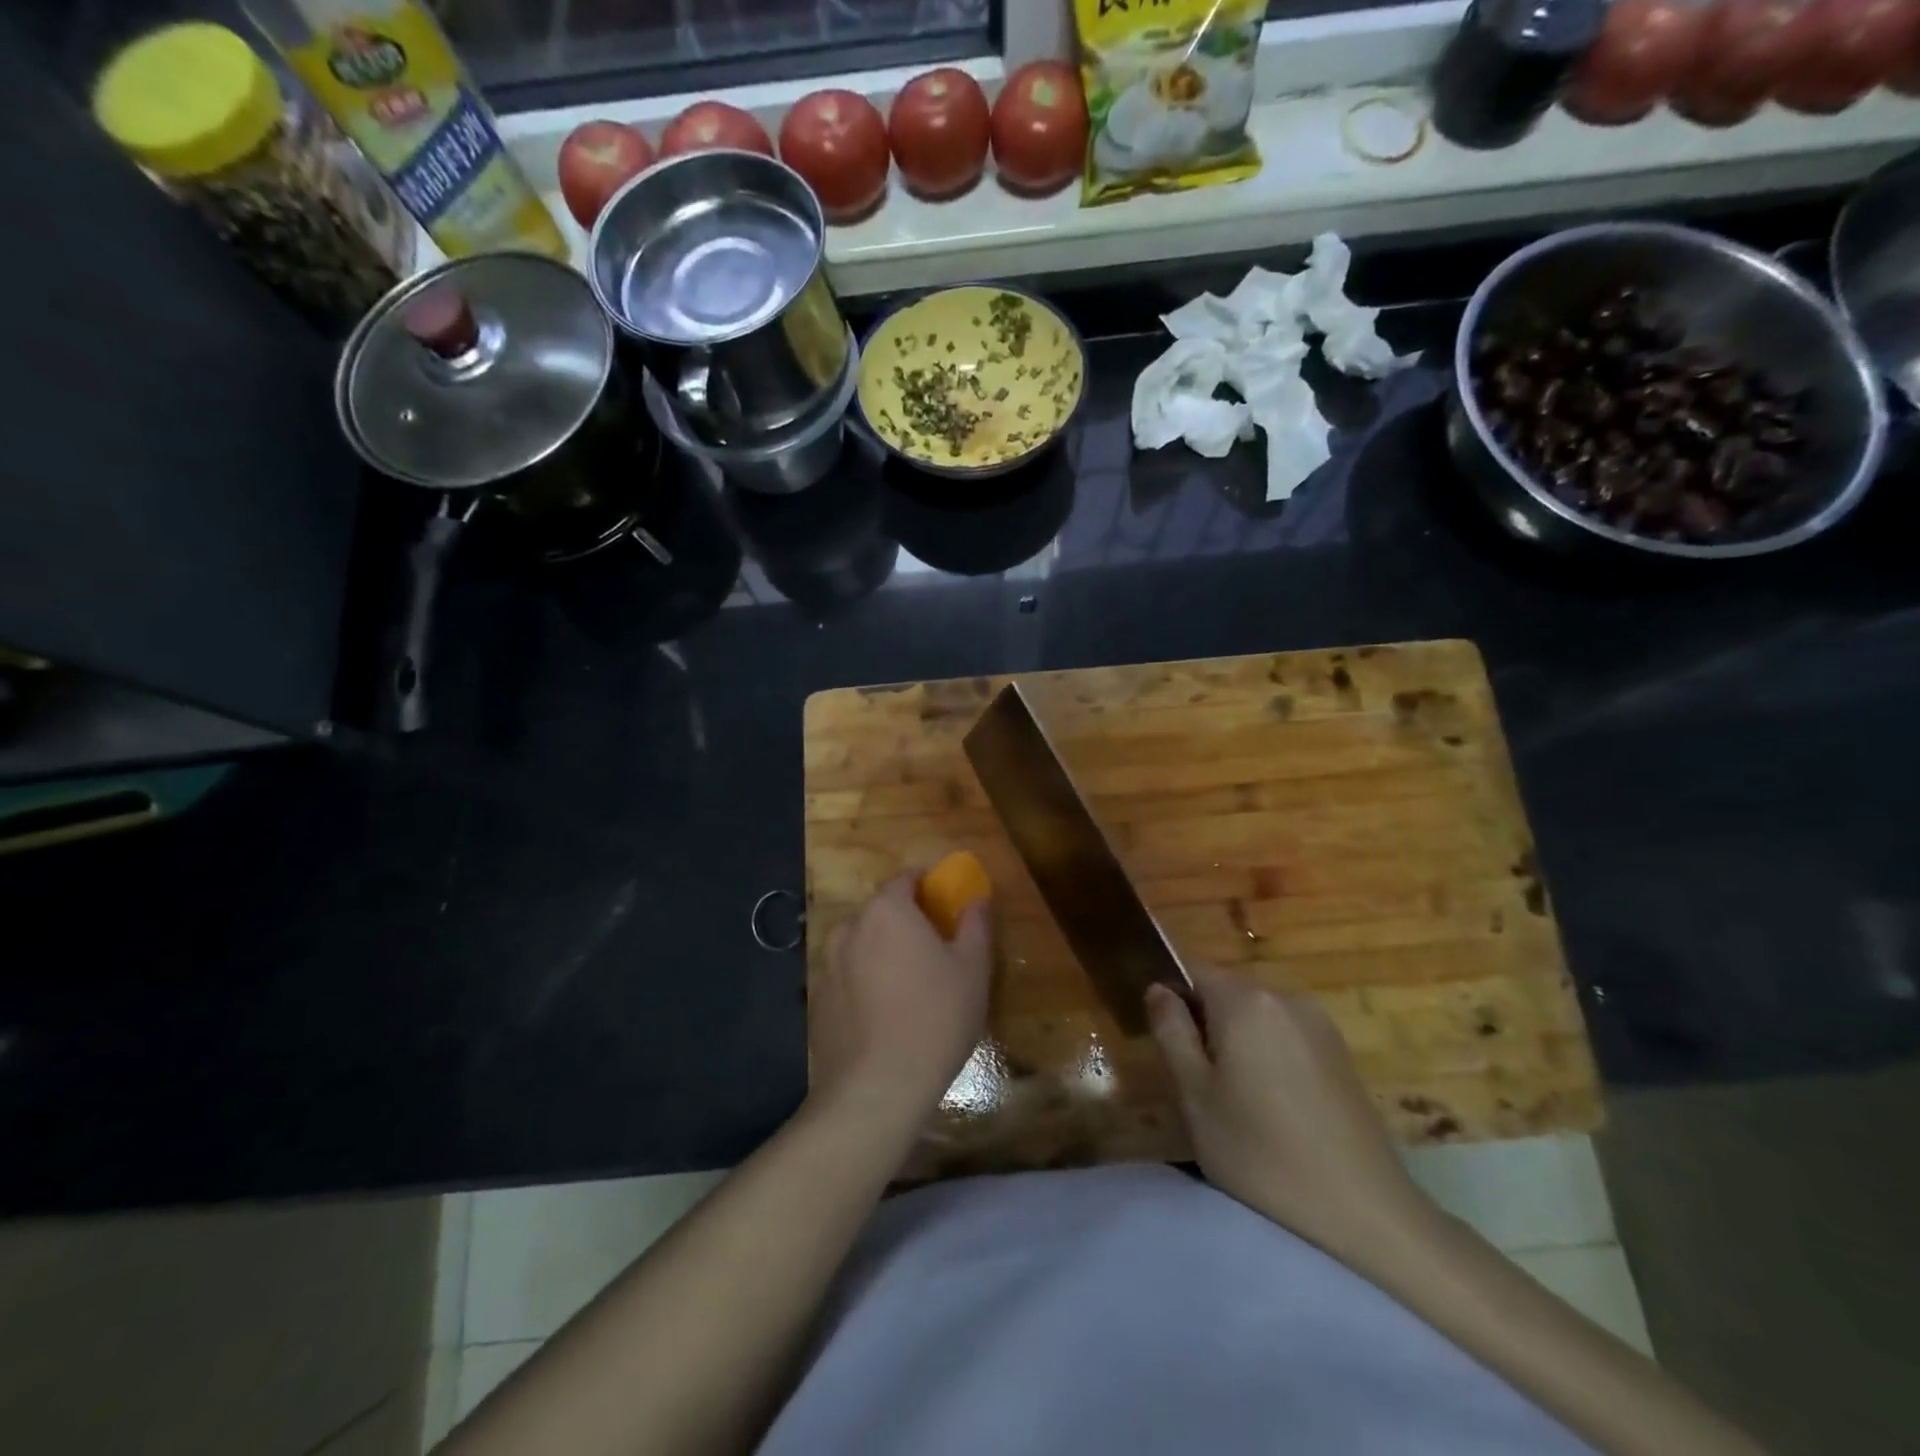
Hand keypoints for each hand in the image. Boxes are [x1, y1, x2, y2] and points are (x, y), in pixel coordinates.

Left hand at [808, 870, 991, 1121]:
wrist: (877, 1088)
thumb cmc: (936, 1017)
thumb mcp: (973, 968)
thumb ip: (976, 925)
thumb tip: (977, 898)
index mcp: (887, 911)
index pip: (905, 879)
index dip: (926, 884)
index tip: (943, 900)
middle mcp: (850, 929)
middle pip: (880, 911)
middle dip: (904, 920)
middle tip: (932, 946)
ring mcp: (827, 966)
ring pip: (859, 945)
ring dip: (880, 952)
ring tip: (906, 982)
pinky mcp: (817, 1002)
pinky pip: (846, 978)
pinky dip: (862, 983)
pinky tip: (882, 1013)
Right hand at [1146, 964, 1433, 1271]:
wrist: (1365, 1215)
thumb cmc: (1261, 1154)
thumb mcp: (1195, 1095)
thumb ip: (1171, 1031)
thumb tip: (1158, 989)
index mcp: (1245, 999)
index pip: (1191, 969)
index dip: (1170, 997)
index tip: (1164, 1041)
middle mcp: (1285, 996)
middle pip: (1226, 990)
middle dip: (1204, 1021)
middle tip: (1196, 1080)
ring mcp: (1320, 1023)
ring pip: (1257, 1015)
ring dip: (1238, 1040)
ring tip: (1235, 1099)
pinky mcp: (1343, 1054)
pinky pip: (1287, 1035)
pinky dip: (1269, 1055)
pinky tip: (1273, 1106)